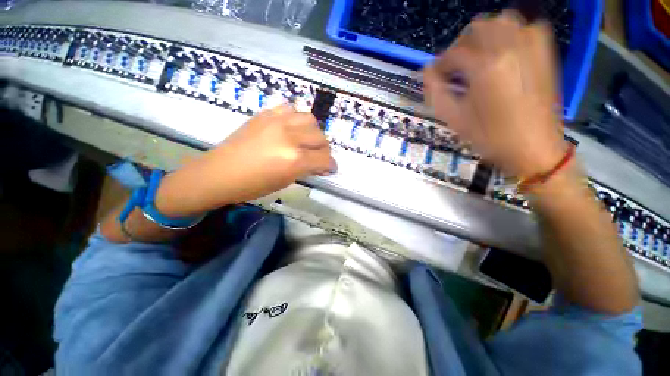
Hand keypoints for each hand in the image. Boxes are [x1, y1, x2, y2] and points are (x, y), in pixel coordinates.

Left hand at [155, 106, 334, 216]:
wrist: (220, 172)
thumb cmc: (253, 185)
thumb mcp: (285, 181)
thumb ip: (306, 169)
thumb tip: (320, 164)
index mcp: (295, 159)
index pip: (325, 159)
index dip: (331, 165)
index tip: (330, 168)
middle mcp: (290, 137)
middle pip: (321, 137)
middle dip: (324, 150)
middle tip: (318, 157)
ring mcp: (277, 121)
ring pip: (310, 119)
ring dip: (313, 132)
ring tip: (306, 140)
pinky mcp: (265, 114)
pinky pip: (291, 109)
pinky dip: (296, 119)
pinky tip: (291, 128)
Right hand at [423, 11, 566, 176]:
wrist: (534, 149)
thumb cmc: (491, 138)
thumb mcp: (454, 119)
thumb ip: (436, 92)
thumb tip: (427, 72)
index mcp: (485, 67)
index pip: (454, 52)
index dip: (440, 64)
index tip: (436, 76)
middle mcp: (510, 47)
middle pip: (479, 26)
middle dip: (461, 44)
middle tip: (455, 66)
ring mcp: (532, 47)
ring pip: (503, 21)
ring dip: (485, 35)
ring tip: (478, 58)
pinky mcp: (545, 53)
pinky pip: (527, 28)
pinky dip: (511, 35)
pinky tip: (505, 54)